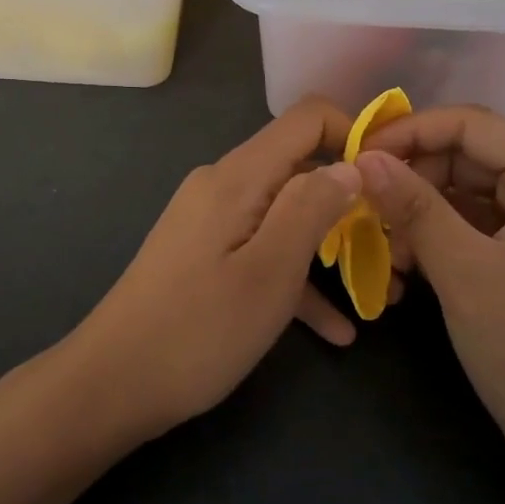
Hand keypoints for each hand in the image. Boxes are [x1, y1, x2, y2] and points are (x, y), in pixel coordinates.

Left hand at [71, 99, 364, 431]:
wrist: (111, 384)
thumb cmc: (198, 330)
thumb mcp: (270, 271)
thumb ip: (312, 209)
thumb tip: (351, 165)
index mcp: (238, 177)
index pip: (306, 119)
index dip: (353, 135)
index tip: (390, 179)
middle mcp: (222, 186)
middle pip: (299, 169)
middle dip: (349, 203)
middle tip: (393, 247)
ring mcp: (210, 222)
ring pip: (284, 217)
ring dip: (329, 249)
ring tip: (377, 293)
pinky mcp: (204, 256)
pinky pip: (260, 252)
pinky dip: (295, 279)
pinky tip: (335, 330)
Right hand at [355, 106, 504, 469]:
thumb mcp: (464, 271)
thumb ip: (413, 207)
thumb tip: (363, 158)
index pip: (472, 125)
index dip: (411, 133)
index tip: (358, 155)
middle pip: (465, 157)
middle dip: (411, 177)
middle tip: (361, 204)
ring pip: (460, 194)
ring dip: (416, 213)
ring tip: (381, 247)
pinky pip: (466, 228)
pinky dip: (432, 240)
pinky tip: (402, 268)